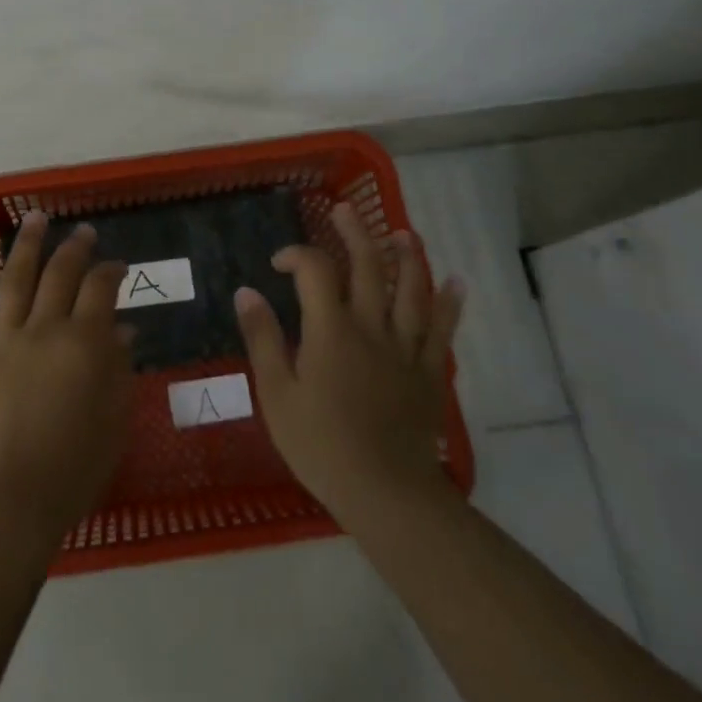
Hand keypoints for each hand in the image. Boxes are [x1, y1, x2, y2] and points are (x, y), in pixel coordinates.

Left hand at [0, 212, 133, 542]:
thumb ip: (119, 371)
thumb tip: (123, 331)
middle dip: (74, 249)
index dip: (110, 271)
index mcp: (83, 344)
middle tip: (83, 232)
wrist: (8, 505)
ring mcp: (2, 341)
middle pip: (60, 275)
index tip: (117, 266)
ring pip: (15, 280)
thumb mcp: (113, 423)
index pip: (100, 290)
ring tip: (36, 218)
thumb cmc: (72, 471)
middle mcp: (44, 330)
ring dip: (27, 245)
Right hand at [234, 202, 464, 526]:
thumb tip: (246, 291)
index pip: (315, 270)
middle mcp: (370, 326)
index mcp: (330, 329)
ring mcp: (405, 347)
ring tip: (402, 233)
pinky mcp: (428, 371)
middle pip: (367, 266)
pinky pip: (442, 330)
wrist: (384, 492)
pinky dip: (450, 303)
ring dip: (407, 256)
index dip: (296, 255)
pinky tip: (456, 282)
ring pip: (410, 289)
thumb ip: (262, 338)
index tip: (279, 263)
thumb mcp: (276, 393)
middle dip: (355, 233)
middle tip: (346, 210)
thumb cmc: (320, 444)